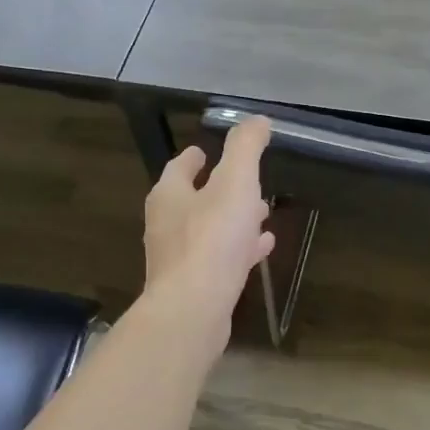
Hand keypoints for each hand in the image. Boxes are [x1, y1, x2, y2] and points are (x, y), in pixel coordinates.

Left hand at [143, 117, 275, 330]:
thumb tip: (257, 119)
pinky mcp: (193, 287)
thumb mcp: (235, 182)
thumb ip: (245, 148)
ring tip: (262, 214)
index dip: (195, 157)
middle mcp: (167, 225)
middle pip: (193, 199)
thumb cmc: (212, 239)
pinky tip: (261, 249)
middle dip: (220, 189)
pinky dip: (239, 249)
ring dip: (233, 220)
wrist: (193, 310)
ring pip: (208, 230)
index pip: (180, 167)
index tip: (207, 151)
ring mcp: (178, 259)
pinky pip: (219, 259)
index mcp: (170, 195)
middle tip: (246, 183)